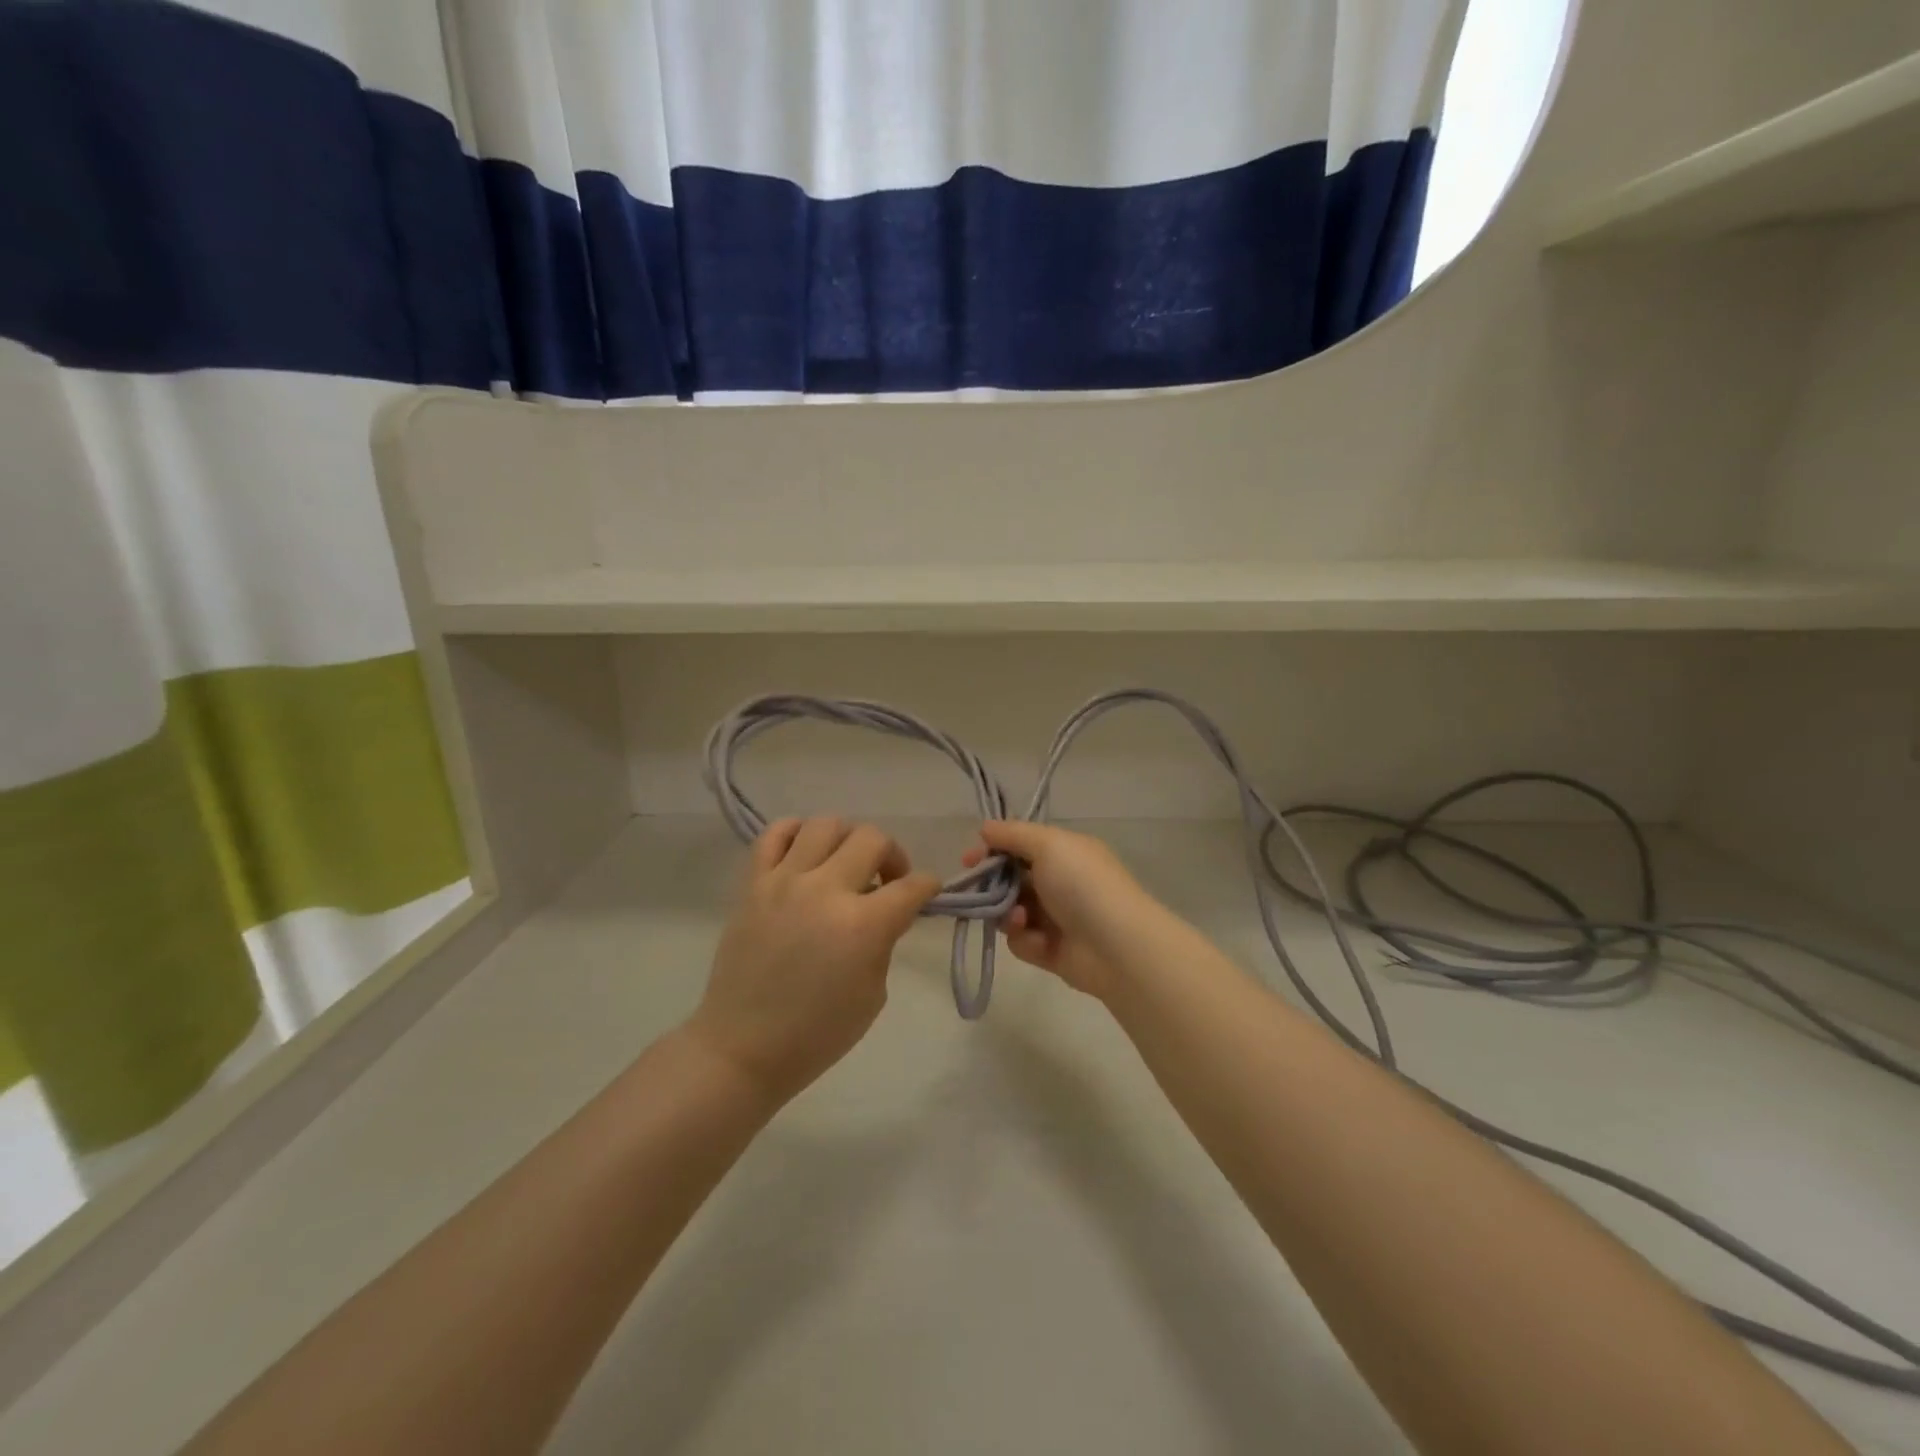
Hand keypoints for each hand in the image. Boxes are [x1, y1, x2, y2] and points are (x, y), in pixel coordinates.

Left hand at [691, 817, 940, 1104]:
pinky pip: (775, 833)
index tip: (927, 891)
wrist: (743, 1048)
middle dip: (892, 856)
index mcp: (862, 925)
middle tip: (887, 881)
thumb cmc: (817, 1033)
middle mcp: (825, 890)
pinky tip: (806, 854)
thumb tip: (886, 908)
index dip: (928, 886)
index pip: (912, 885)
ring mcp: (784, 881)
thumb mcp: (873, 993)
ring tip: (845, 865)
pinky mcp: (753, 884)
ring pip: (826, 824)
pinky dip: (796, 833)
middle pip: (872, 839)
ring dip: (847, 840)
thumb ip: (884, 940)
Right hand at [962, 821, 1158, 1001]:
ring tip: (1019, 918)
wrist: (1117, 946)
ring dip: (1008, 913)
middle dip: (993, 885)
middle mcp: (1060, 881)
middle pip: (1011, 879)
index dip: (993, 850)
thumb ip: (1013, 834)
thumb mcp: (1049, 845)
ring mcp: (1056, 917)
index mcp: (1064, 852)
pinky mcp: (1051, 951)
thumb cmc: (1082, 885)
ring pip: (1011, 911)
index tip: (969, 859)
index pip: (1020, 845)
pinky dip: (1025, 940)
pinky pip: (1022, 941)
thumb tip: (985, 827)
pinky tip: (1039, 941)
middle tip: (978, 891)